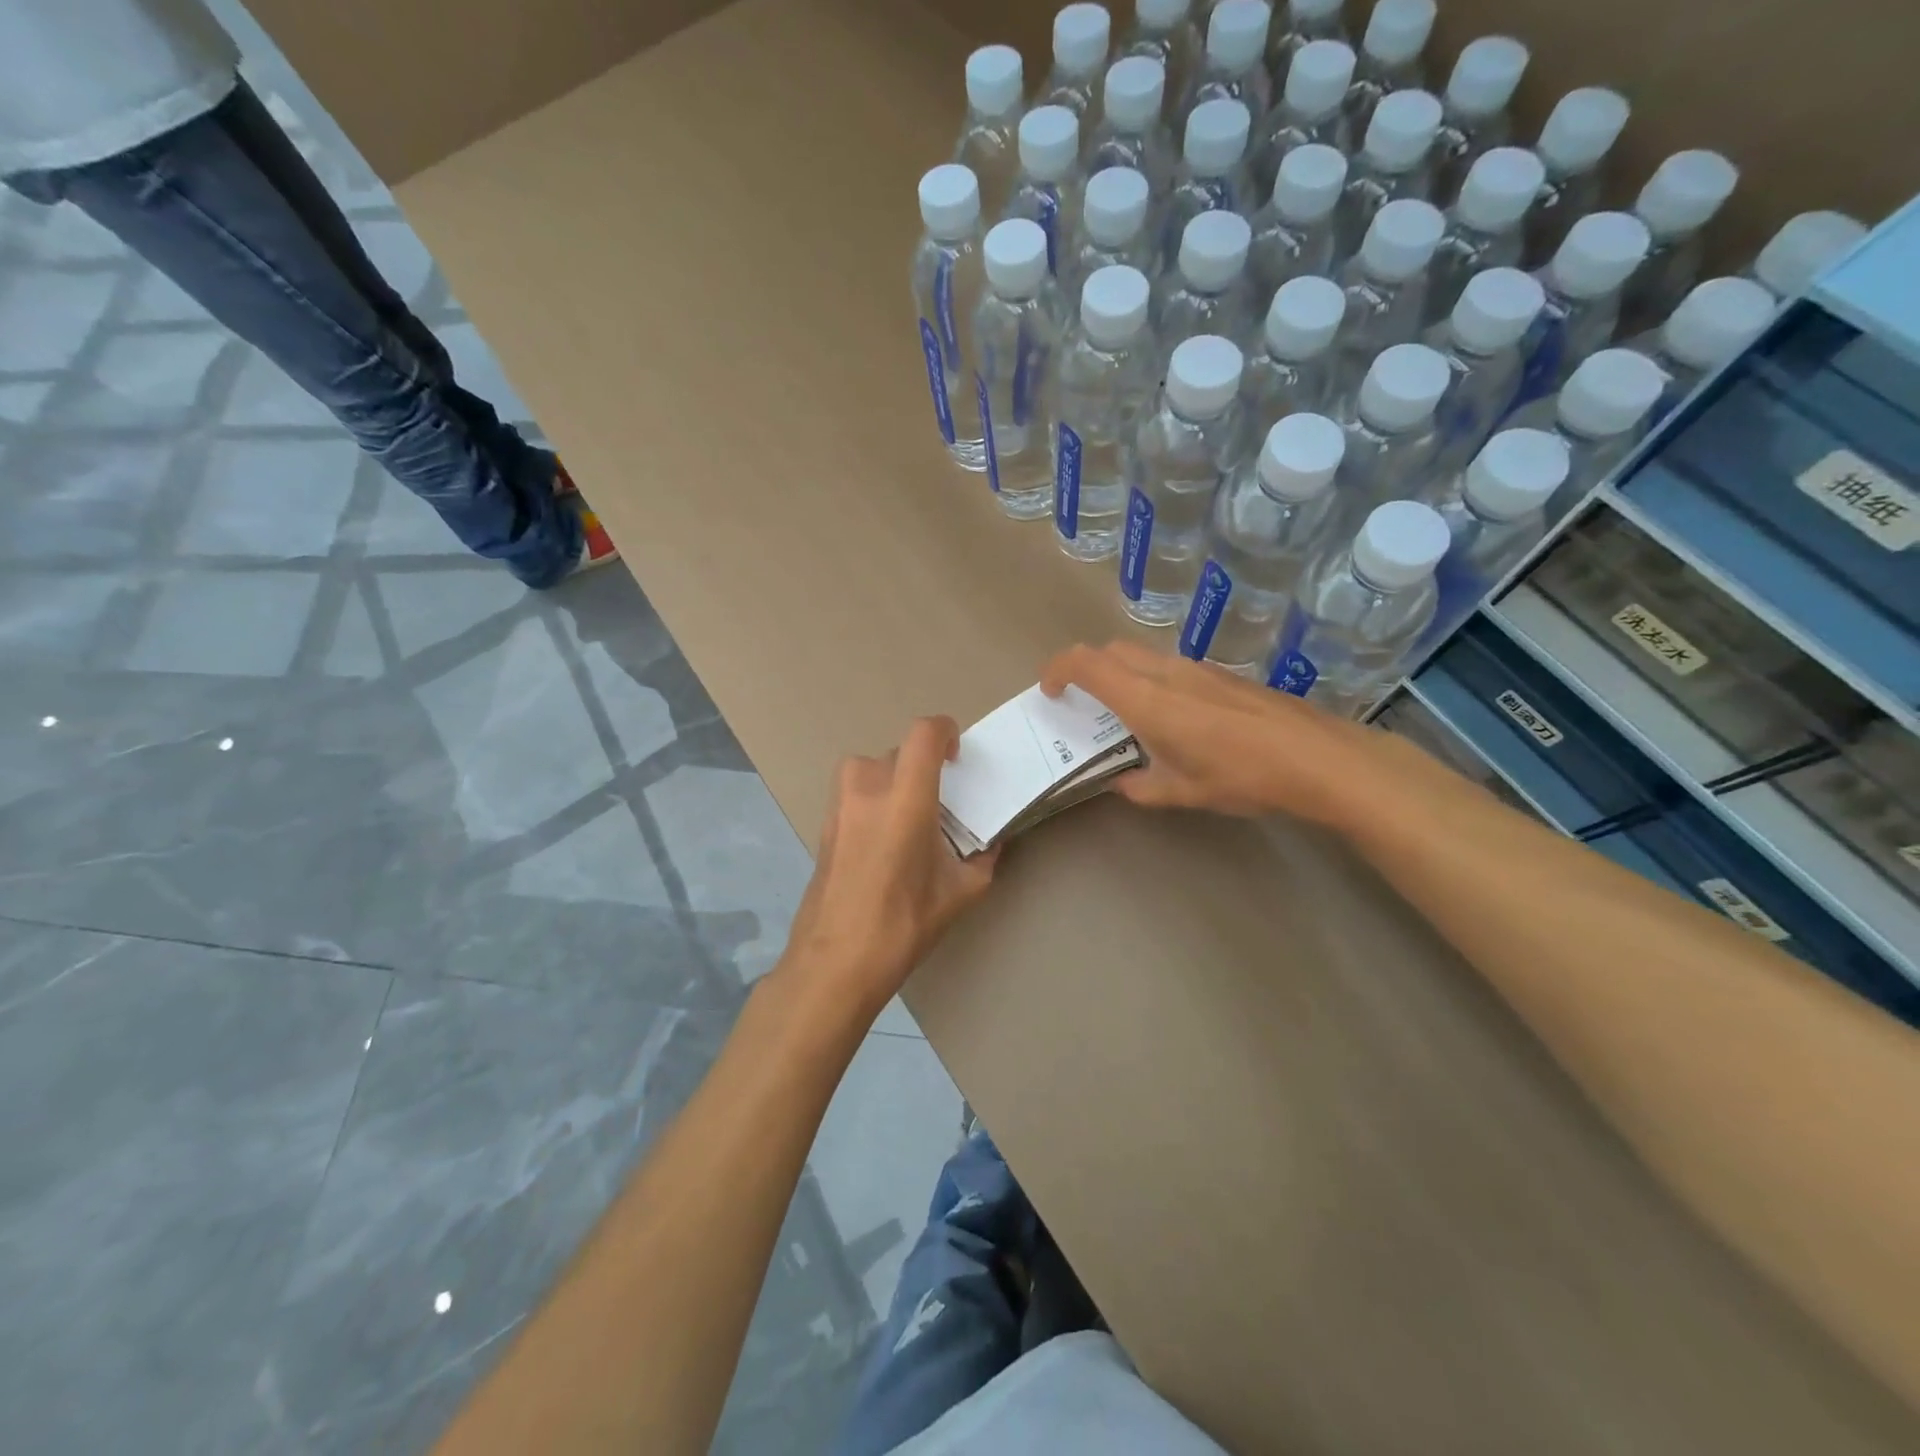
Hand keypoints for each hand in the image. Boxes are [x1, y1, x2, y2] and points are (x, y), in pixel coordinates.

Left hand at [780, 716, 998, 1017]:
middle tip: (939, 799)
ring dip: (891, 778)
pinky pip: (851, 794)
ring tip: (907, 814)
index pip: (923, 734)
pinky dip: (871, 800)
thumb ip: (982, 860)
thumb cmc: (903, 925)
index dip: (944, 731)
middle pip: (896, 752)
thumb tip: (990, 845)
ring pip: (867, 768)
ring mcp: (839, 808)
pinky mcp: (823, 828)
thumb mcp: (959, 894)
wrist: (835, 962)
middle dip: (921, 765)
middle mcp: (867, 791)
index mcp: (905, 799)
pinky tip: (883, 841)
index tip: (956, 754)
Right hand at [1040, 641, 1387, 825]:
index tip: (1049, 691)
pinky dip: (1151, 681)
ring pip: (1142, 656)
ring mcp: (1198, 669)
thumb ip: (1141, 787)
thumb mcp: (1182, 792)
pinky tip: (1174, 719)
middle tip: (1082, 704)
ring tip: (1128, 718)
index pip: (1087, 663)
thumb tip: (1120, 783)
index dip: (1058, 669)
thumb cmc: (1242, 776)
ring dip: (1122, 675)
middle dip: (1086, 669)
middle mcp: (1167, 673)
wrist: (1318, 758)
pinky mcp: (1221, 674)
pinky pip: (1170, 666)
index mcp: (1147, 699)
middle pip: (1111, 651)